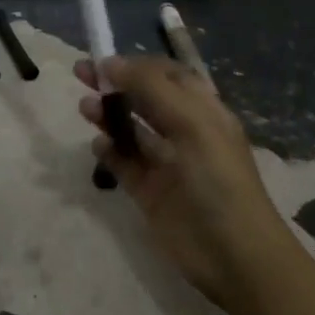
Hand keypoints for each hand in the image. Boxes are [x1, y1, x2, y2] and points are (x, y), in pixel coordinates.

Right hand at [75, 55, 287, 304]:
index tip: (103, 59)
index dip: (136, 64)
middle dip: (114, 84)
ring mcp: (164, 163)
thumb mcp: (191, 122)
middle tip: (80, 73)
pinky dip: (108, 152)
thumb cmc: (218, 178)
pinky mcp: (148, 191)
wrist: (234, 255)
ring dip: (107, 114)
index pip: (166, 75)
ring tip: (84, 109)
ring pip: (130, 129)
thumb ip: (150, 88)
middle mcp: (183, 131)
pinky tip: (98, 146)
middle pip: (142, 98)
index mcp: (202, 110)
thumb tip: (110, 63)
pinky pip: (122, 163)